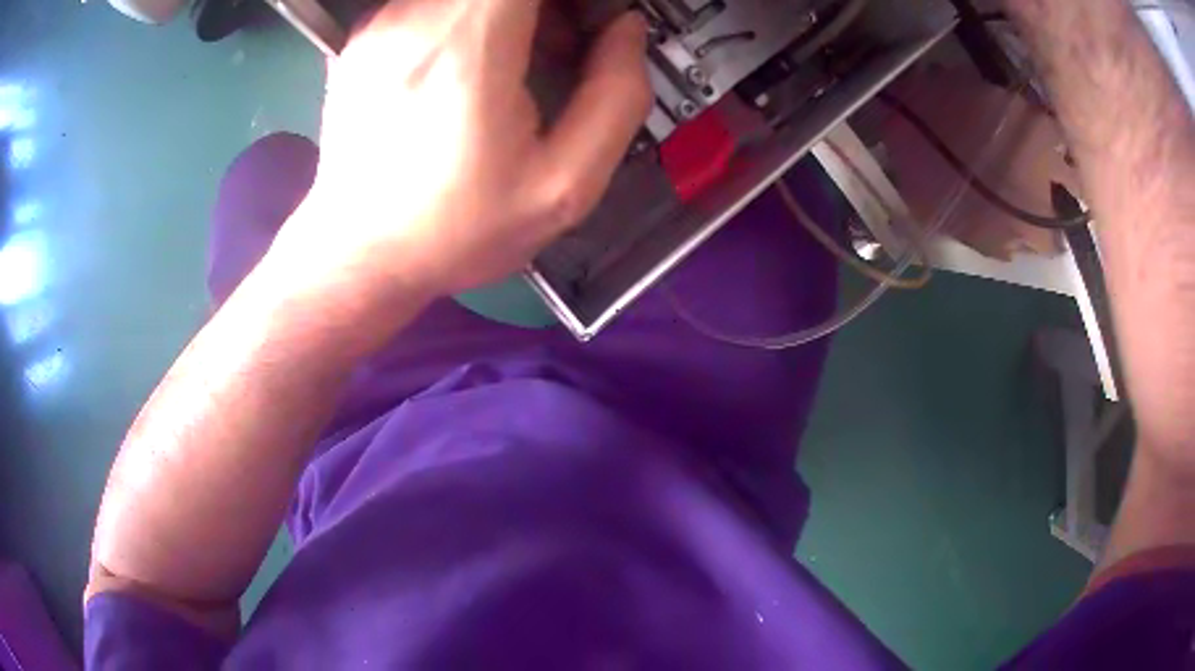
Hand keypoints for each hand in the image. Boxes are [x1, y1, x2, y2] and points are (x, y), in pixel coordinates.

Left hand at [273, 0, 651, 303]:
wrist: (359, 255)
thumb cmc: (457, 230)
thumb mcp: (564, 186)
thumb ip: (616, 97)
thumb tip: (625, 31)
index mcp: (469, 49)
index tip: (592, 19)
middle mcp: (416, 18)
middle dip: (549, 3)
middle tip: (568, 39)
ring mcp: (383, 22)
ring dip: (513, 7)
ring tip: (525, 56)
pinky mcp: (367, 35)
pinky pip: (437, 0)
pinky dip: (473, 13)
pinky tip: (476, 62)